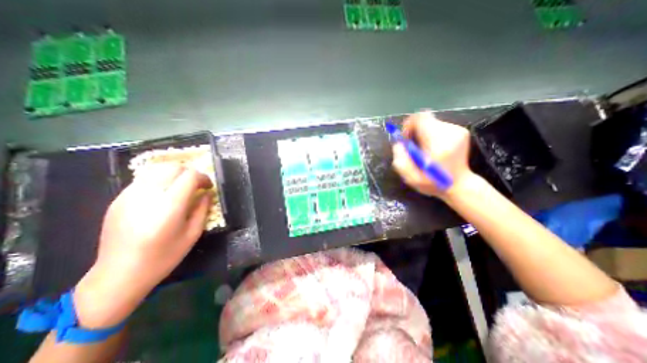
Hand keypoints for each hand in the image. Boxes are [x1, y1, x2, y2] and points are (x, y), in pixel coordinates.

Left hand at [73, 164, 212, 328]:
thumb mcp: (193, 234)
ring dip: (175, 175)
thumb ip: (203, 209)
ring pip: (157, 170)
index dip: (203, 178)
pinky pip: (144, 180)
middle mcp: (147, 195)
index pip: (190, 176)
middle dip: (190, 173)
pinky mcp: (118, 199)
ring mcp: (128, 196)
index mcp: (169, 206)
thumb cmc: (164, 257)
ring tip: (181, 189)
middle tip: (197, 186)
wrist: (119, 274)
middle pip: (173, 167)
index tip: (208, 187)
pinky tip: (163, 196)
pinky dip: (160, 181)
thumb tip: (207, 193)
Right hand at [392, 112, 472, 197]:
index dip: (408, 125)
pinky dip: (431, 134)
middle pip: (425, 120)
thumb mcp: (411, 178)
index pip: (421, 118)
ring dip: (422, 133)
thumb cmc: (433, 183)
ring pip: (431, 122)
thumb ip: (400, 160)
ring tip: (423, 149)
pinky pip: (438, 126)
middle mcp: (450, 133)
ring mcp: (458, 131)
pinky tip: (432, 148)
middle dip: (414, 130)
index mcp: (438, 144)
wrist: (459, 185)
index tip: (405, 138)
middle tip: (412, 146)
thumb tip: (398, 143)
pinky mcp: (461, 131)